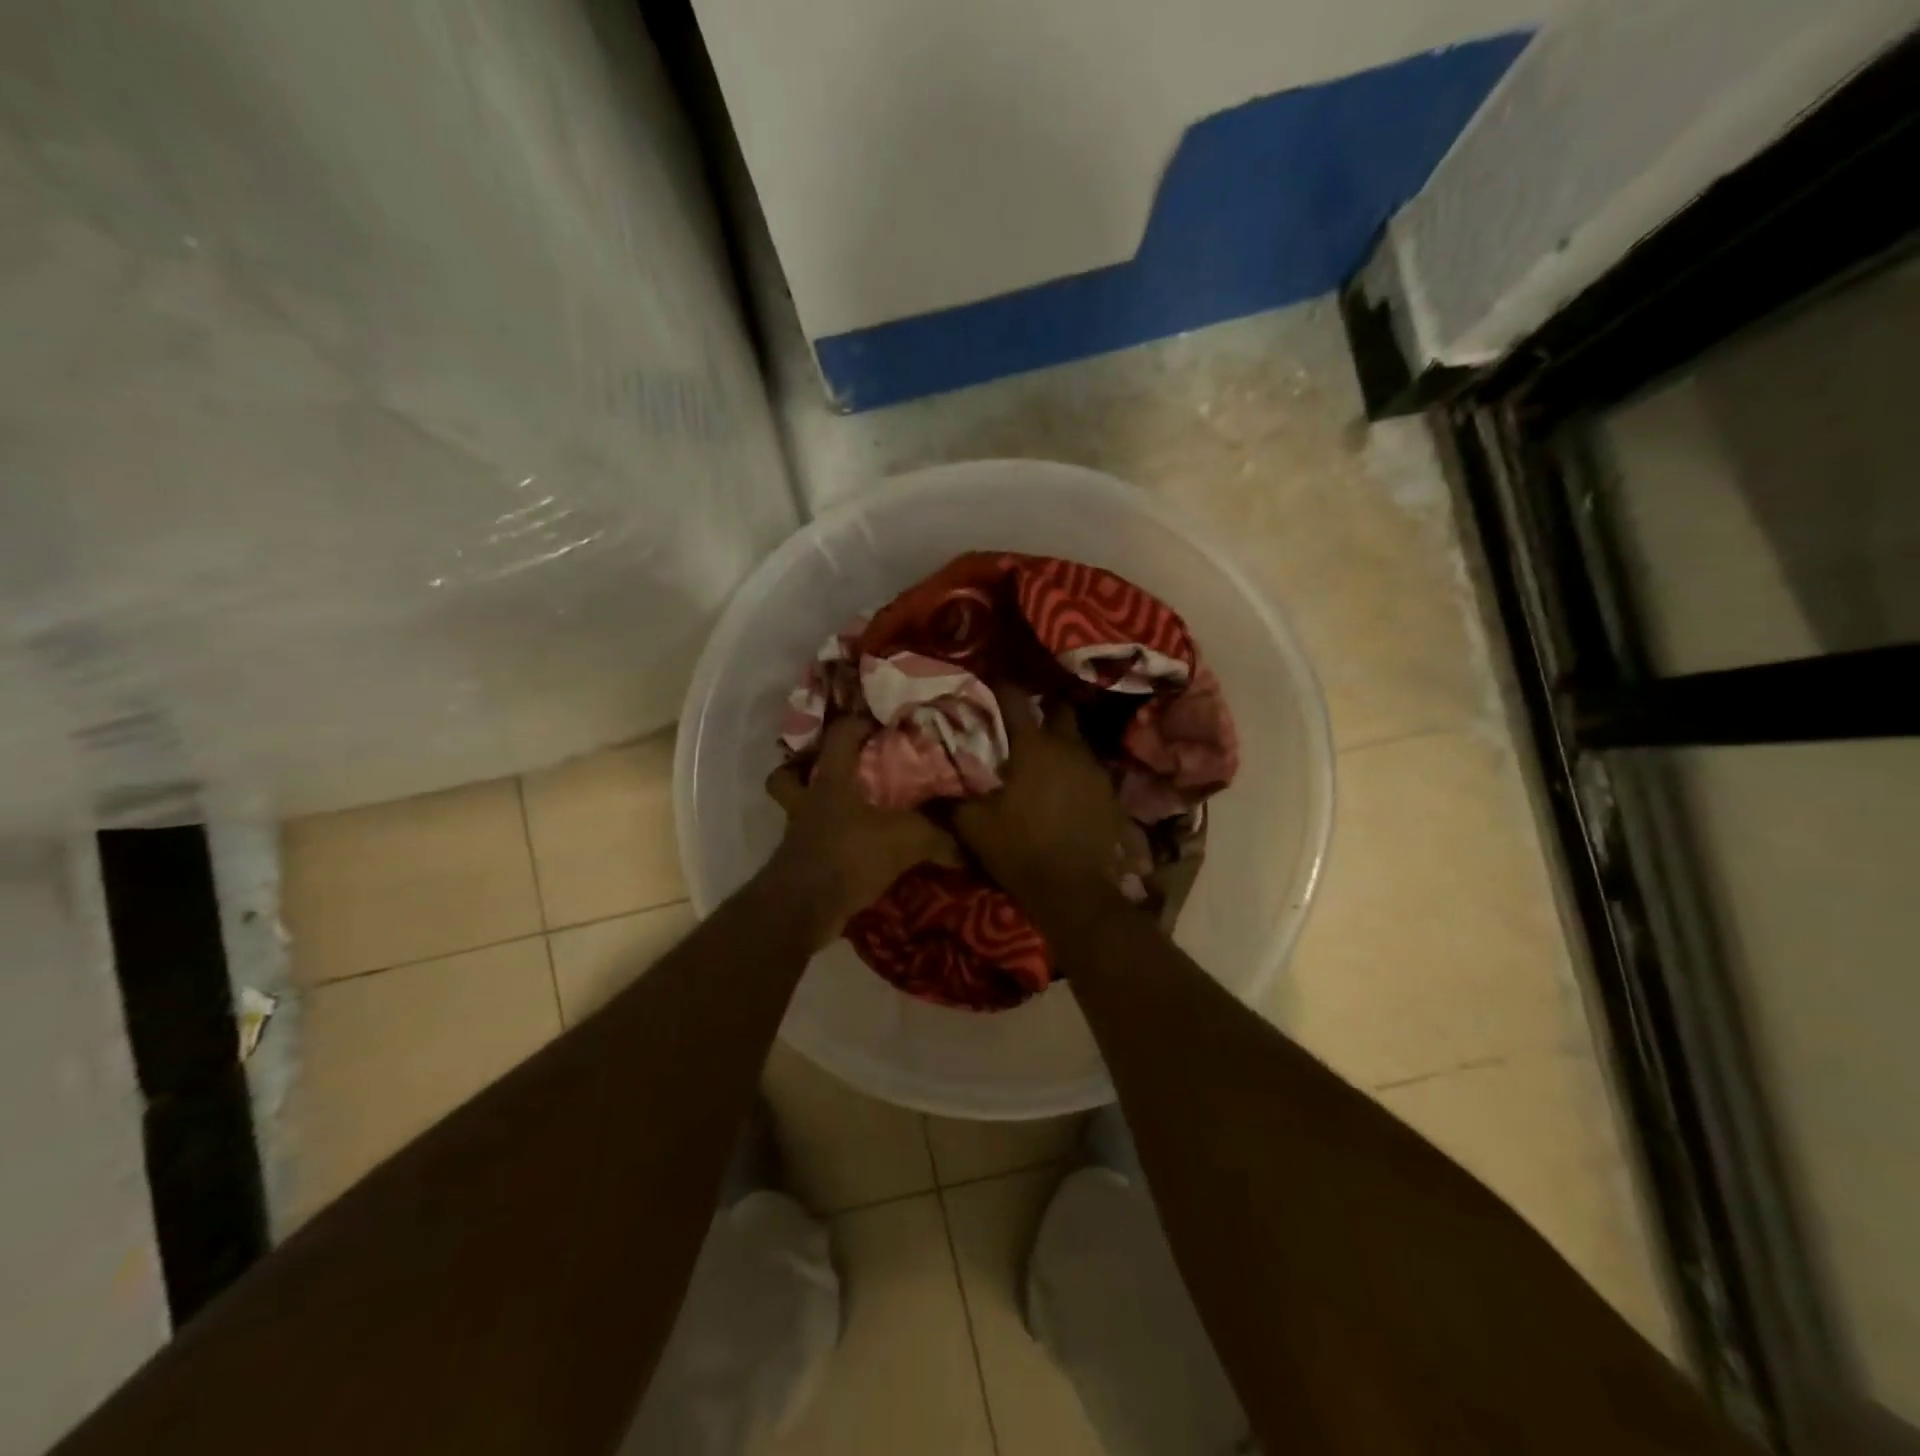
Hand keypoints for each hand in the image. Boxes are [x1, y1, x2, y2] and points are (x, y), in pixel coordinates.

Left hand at [765, 716, 961, 947]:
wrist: (804, 908)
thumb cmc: (849, 855)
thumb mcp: (905, 840)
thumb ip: (938, 836)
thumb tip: (969, 847)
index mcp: (830, 780)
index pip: (839, 735)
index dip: (858, 723)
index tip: (881, 723)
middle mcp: (807, 801)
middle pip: (789, 774)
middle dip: (805, 767)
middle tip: (840, 770)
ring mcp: (798, 833)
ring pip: (799, 809)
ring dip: (818, 808)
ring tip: (849, 810)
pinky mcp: (799, 863)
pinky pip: (812, 843)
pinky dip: (830, 843)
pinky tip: (855, 849)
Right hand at [953, 685, 1138, 904]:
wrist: (1076, 891)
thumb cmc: (1020, 849)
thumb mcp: (974, 827)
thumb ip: (950, 801)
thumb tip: (924, 788)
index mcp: (1033, 746)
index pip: (1015, 699)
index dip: (1000, 688)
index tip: (990, 687)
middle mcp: (1068, 748)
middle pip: (1059, 711)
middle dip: (1044, 711)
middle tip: (1025, 726)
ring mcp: (1095, 769)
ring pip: (1078, 741)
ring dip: (1062, 744)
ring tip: (1045, 761)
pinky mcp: (1110, 794)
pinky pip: (1091, 770)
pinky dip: (1077, 773)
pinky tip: (1066, 791)